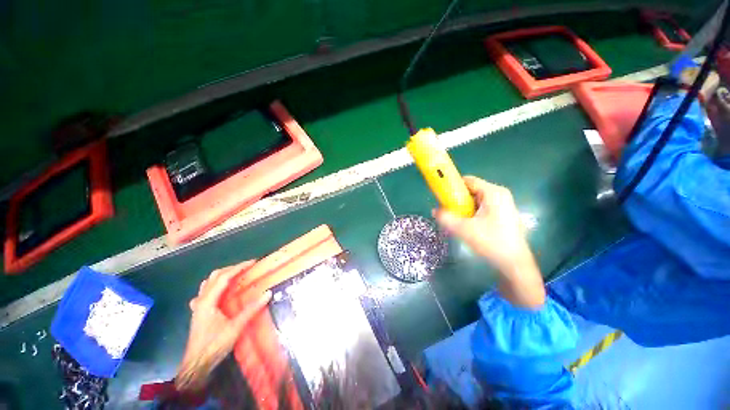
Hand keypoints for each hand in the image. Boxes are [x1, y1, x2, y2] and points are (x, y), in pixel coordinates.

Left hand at [175, 261, 270, 390]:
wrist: (196, 365)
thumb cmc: (214, 345)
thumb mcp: (235, 327)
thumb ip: (251, 309)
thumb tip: (268, 293)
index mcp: (208, 301)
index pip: (224, 277)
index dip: (239, 267)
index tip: (253, 262)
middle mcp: (201, 300)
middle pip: (215, 276)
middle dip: (231, 269)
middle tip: (246, 268)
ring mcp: (198, 306)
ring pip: (208, 283)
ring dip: (222, 276)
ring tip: (236, 276)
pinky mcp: (199, 313)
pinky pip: (205, 292)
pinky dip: (215, 286)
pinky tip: (220, 292)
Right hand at [433, 176, 544, 307]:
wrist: (515, 263)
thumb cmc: (491, 242)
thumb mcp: (463, 229)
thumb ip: (445, 218)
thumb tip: (434, 210)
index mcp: (493, 192)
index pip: (468, 180)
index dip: (453, 186)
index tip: (442, 197)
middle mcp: (500, 194)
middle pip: (472, 190)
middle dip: (457, 199)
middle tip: (449, 211)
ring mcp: (503, 204)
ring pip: (476, 199)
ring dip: (464, 207)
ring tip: (458, 220)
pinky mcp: (504, 214)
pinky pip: (482, 207)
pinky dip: (472, 212)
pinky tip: (469, 225)